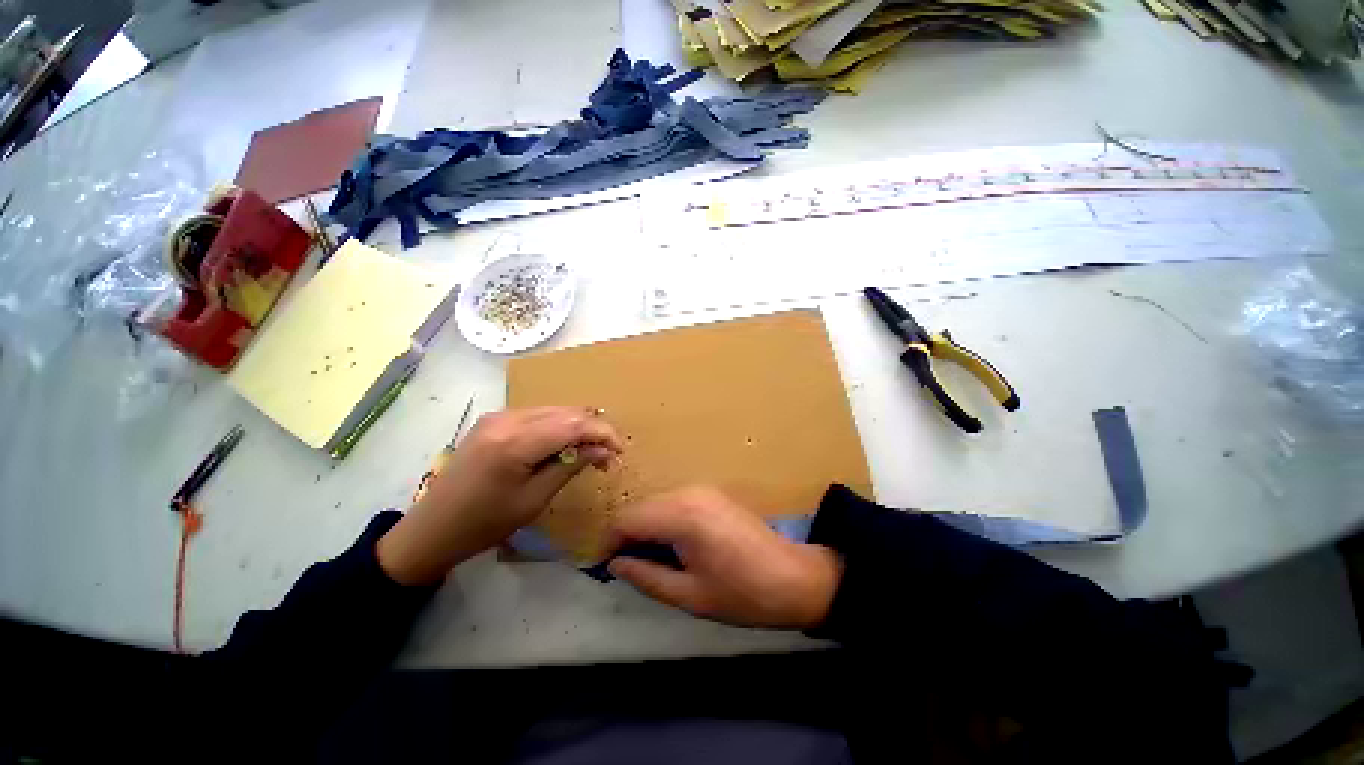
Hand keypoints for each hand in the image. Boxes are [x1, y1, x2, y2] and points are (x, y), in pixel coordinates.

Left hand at [377, 407, 623, 584]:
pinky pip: (537, 415)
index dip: (603, 434)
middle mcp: (507, 419)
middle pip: (566, 412)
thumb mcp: (534, 500)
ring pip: (554, 411)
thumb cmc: (484, 524)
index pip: (574, 424)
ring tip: (588, 452)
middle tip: (607, 456)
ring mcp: (498, 416)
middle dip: (593, 430)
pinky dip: (557, 427)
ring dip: (577, 427)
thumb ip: (571, 466)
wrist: (431, 529)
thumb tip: (603, 450)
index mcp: (515, 442)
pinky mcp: (494, 420)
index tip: (620, 452)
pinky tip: (562, 445)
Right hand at [606, 487, 840, 628]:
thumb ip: (646, 576)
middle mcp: (689, 493)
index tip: (605, 568)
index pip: (628, 519)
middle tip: (627, 568)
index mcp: (682, 515)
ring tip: (650, 560)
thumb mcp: (689, 595)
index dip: (609, 542)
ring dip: (646, 527)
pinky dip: (664, 521)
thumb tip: (614, 565)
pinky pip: (674, 502)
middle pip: (641, 507)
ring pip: (656, 503)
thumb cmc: (741, 593)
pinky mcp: (712, 493)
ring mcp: (702, 489)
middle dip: (627, 535)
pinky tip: (672, 545)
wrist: (792, 577)